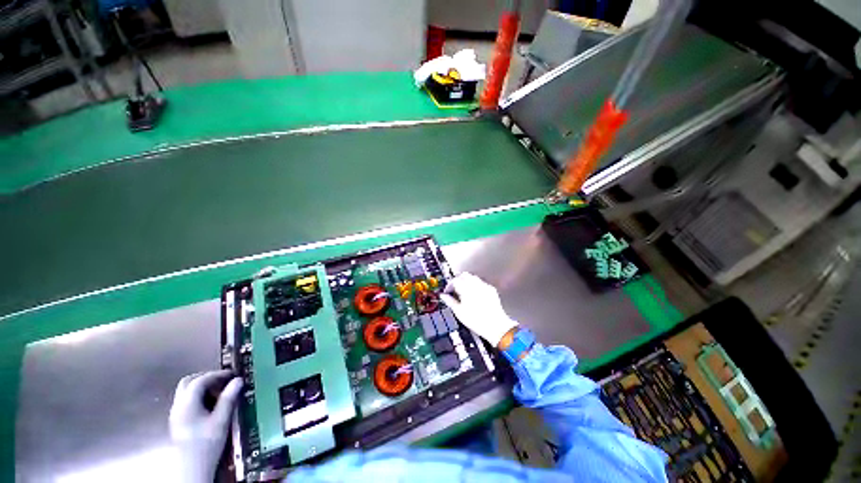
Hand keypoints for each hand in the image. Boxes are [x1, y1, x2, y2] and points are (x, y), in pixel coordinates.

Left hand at [169, 370, 242, 482]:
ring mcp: (176, 414)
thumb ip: (228, 399)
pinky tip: (211, 404)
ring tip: (220, 391)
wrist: (192, 468)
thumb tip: (239, 380)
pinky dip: (199, 396)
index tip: (232, 374)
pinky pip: (186, 401)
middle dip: (206, 378)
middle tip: (223, 380)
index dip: (217, 374)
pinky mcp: (178, 421)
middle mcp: (178, 406)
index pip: (200, 380)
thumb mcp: (221, 420)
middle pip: (188, 382)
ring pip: (186, 392)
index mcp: (187, 404)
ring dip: (202, 387)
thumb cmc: (207, 443)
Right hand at [441, 272, 517, 346]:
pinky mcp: (491, 289)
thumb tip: (443, 296)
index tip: (447, 291)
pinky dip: (475, 285)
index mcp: (466, 289)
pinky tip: (474, 294)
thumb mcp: (459, 312)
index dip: (449, 285)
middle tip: (454, 289)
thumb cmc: (477, 321)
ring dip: (466, 281)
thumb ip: (450, 301)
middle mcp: (475, 285)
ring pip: (473, 277)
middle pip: (463, 275)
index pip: (454, 280)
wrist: (495, 326)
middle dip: (457, 280)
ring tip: (463, 292)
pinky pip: (481, 282)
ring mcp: (484, 286)